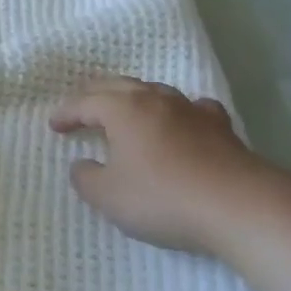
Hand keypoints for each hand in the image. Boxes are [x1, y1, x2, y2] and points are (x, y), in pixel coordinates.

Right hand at [51, 77, 279, 255]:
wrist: (237, 204)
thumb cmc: (163, 197)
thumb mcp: (110, 197)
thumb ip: (86, 179)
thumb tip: (82, 164)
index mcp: (123, 109)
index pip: (85, 102)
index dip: (66, 113)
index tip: (54, 125)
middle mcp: (154, 99)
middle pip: (118, 86)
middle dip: (94, 95)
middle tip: (81, 107)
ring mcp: (189, 109)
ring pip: (154, 91)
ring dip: (133, 99)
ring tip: (126, 110)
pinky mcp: (218, 126)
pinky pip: (190, 108)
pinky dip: (177, 112)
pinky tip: (182, 121)